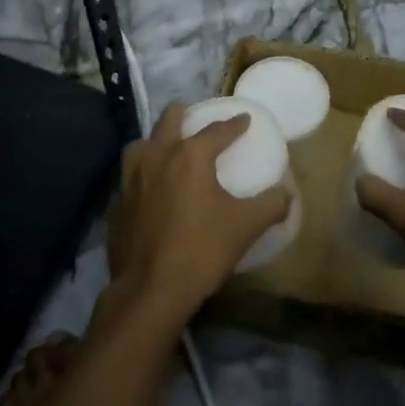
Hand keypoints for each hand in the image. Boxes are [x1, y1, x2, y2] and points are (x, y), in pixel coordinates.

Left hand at [106, 103, 292, 326]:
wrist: (150, 291)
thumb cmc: (201, 250)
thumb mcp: (245, 227)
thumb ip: (270, 206)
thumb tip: (287, 194)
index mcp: (189, 156)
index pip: (216, 130)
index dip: (234, 124)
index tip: (244, 119)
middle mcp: (157, 157)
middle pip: (169, 120)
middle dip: (184, 115)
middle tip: (195, 119)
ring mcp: (130, 179)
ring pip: (141, 144)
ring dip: (156, 141)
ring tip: (168, 150)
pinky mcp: (116, 203)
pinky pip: (129, 178)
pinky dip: (141, 176)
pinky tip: (150, 190)